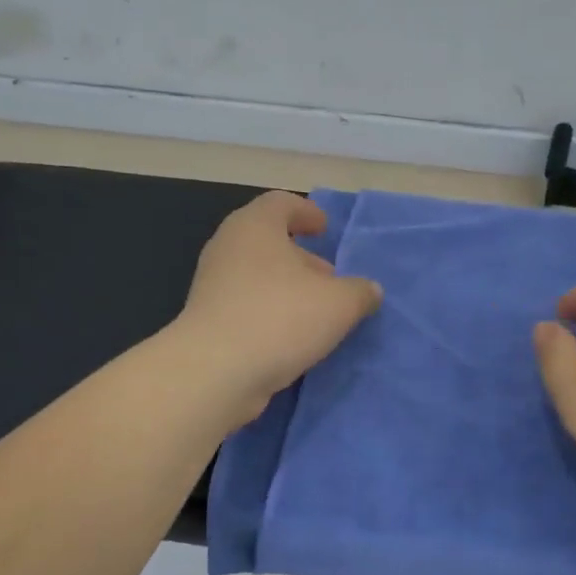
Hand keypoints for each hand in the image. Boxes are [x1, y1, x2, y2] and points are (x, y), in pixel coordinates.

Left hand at [173, 192, 382, 426]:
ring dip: (287, 288)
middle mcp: (228, 246)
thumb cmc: (280, 318)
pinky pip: (245, 304)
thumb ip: (360, 292)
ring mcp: (212, 284)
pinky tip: (290, 337)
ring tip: (316, 313)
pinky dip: (269, 312)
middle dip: (302, 257)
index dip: (306, 212)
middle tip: (329, 278)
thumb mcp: (338, 304)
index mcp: (255, 226)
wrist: (215, 371)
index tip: (324, 230)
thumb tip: (369, 290)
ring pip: (257, 275)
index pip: (281, 203)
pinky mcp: (206, 318)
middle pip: (268, 240)